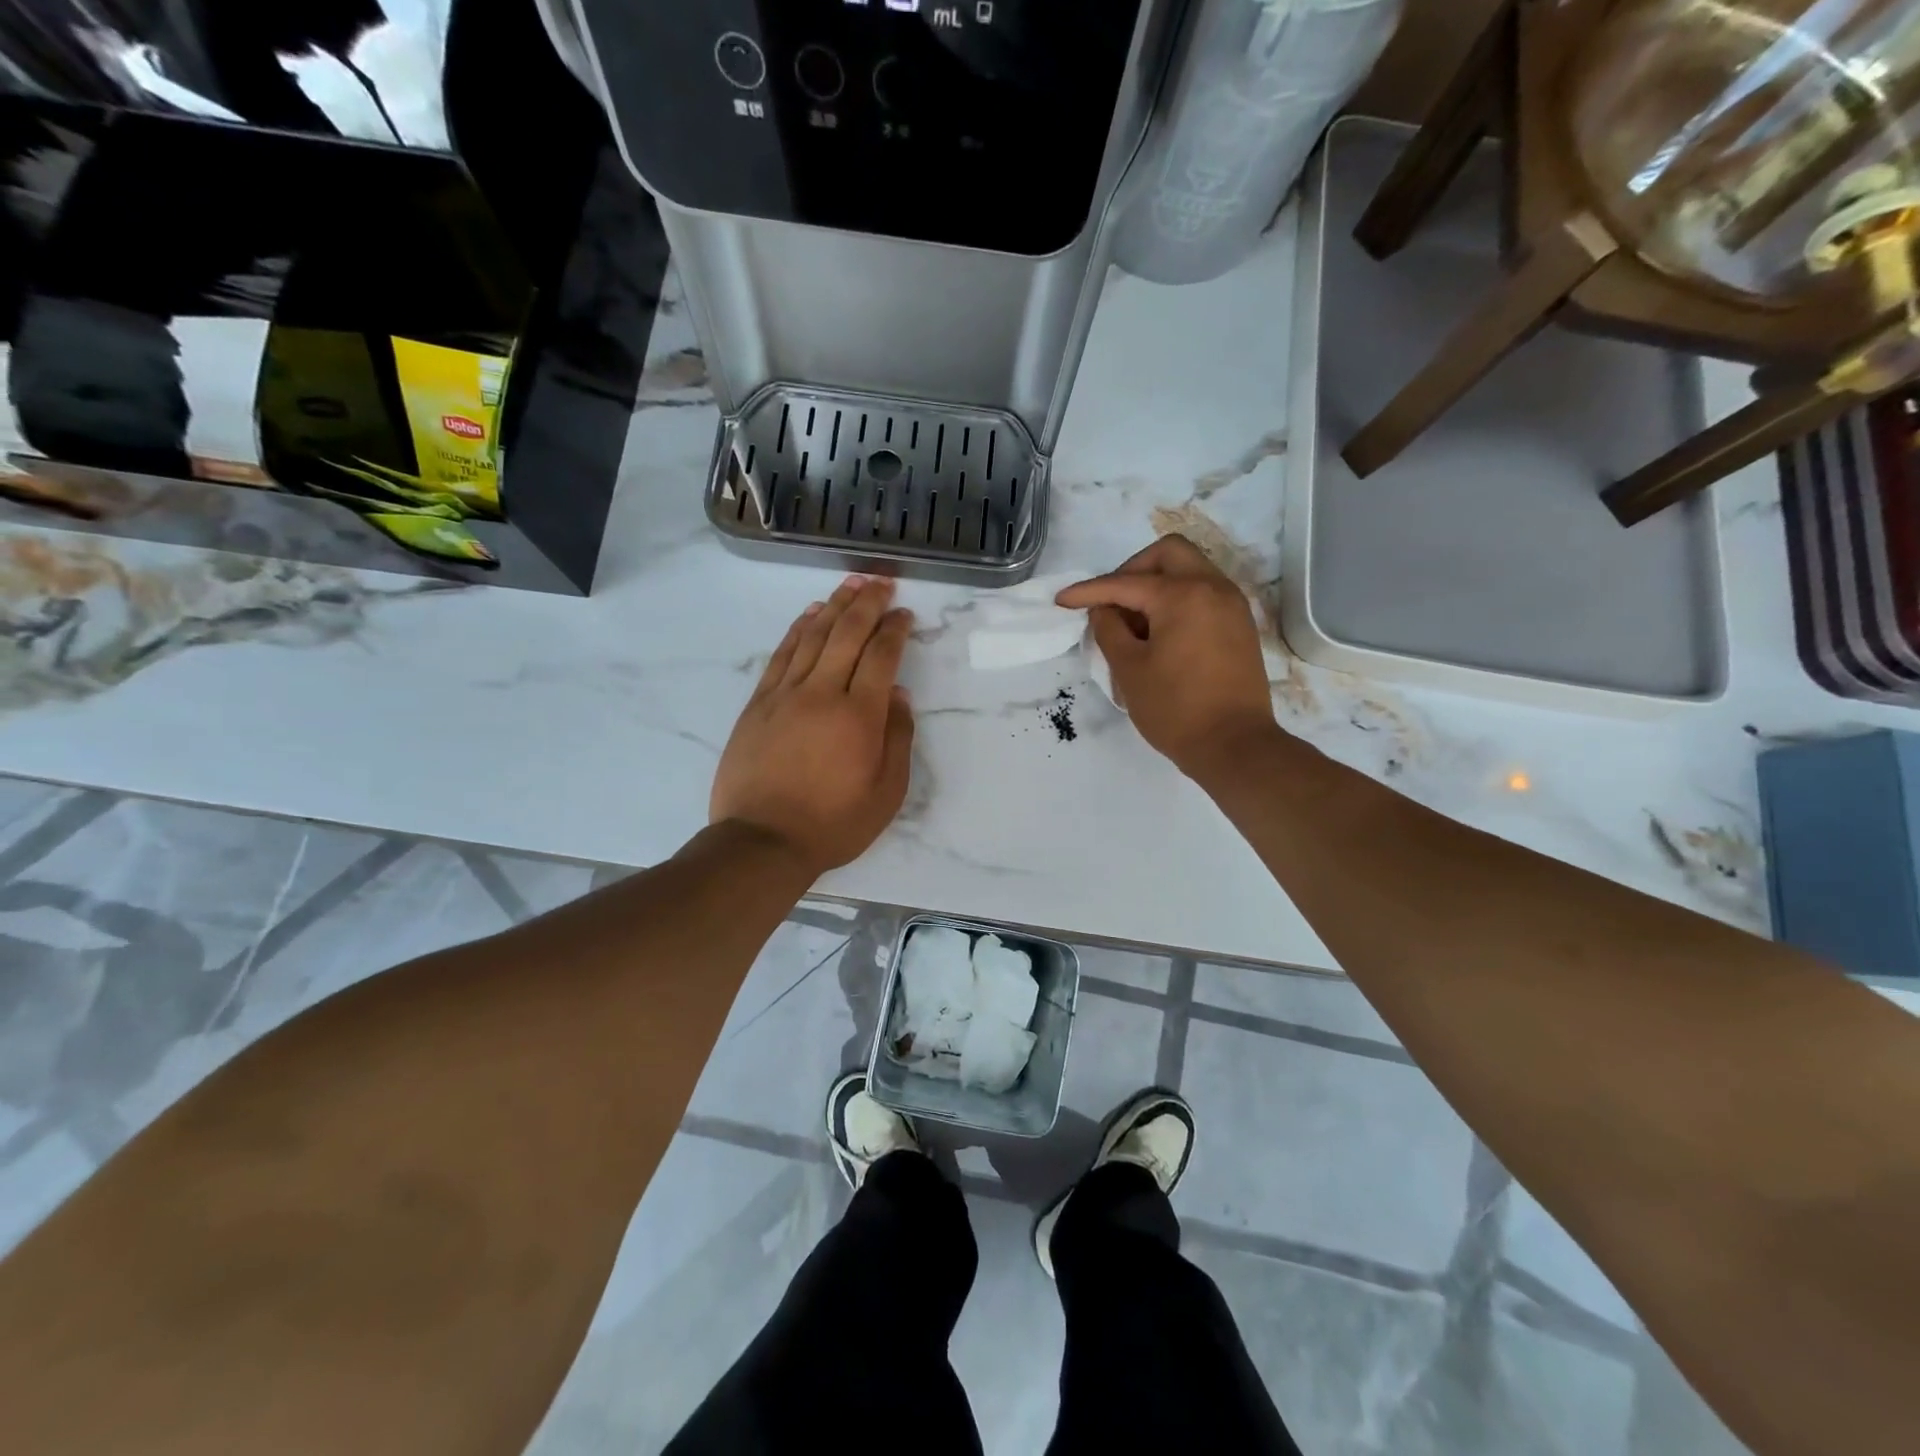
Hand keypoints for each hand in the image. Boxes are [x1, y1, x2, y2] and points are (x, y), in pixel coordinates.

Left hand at [711, 576, 915, 876]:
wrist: (762, 841)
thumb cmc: (833, 823)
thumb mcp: (886, 793)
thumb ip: (897, 738)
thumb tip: (898, 696)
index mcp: (859, 717)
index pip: (881, 656)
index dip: (895, 629)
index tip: (904, 614)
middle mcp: (822, 694)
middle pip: (847, 634)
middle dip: (867, 603)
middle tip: (881, 582)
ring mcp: (785, 695)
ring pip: (813, 636)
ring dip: (834, 606)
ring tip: (850, 584)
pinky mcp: (759, 704)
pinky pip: (782, 655)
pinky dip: (798, 629)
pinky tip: (810, 615)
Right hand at [1057, 535, 1277, 782]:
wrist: (1235, 745)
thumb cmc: (1175, 709)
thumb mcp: (1129, 669)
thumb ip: (1109, 629)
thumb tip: (1104, 610)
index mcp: (1183, 595)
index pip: (1126, 583)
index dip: (1089, 591)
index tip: (1062, 601)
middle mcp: (1213, 587)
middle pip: (1168, 553)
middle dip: (1132, 570)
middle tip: (1111, 602)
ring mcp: (1232, 605)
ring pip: (1189, 570)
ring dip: (1156, 584)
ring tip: (1134, 623)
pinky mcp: (1239, 625)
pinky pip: (1204, 593)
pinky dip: (1178, 600)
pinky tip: (1160, 633)